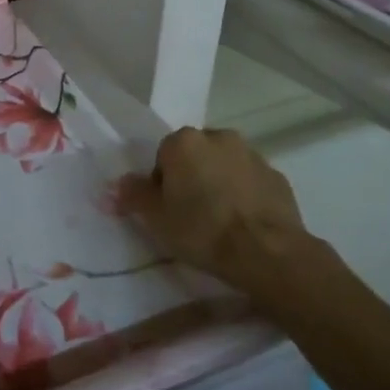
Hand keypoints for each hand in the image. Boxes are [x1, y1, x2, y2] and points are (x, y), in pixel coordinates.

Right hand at [121, 127, 346, 301]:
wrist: (266, 252)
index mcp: (185, 141)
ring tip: (218, 223)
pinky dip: (244, 196)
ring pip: (224, 167)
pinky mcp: (277, 176)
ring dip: (218, 185)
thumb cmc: (202, 230)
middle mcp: (219, 137)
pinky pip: (250, 182)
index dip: (161, 185)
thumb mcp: (155, 218)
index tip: (166, 211)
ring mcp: (253, 155)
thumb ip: (132, 196)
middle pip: (195, 157)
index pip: (163, 157)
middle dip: (191, 179)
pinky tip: (243, 225)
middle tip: (189, 216)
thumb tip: (113, 186)